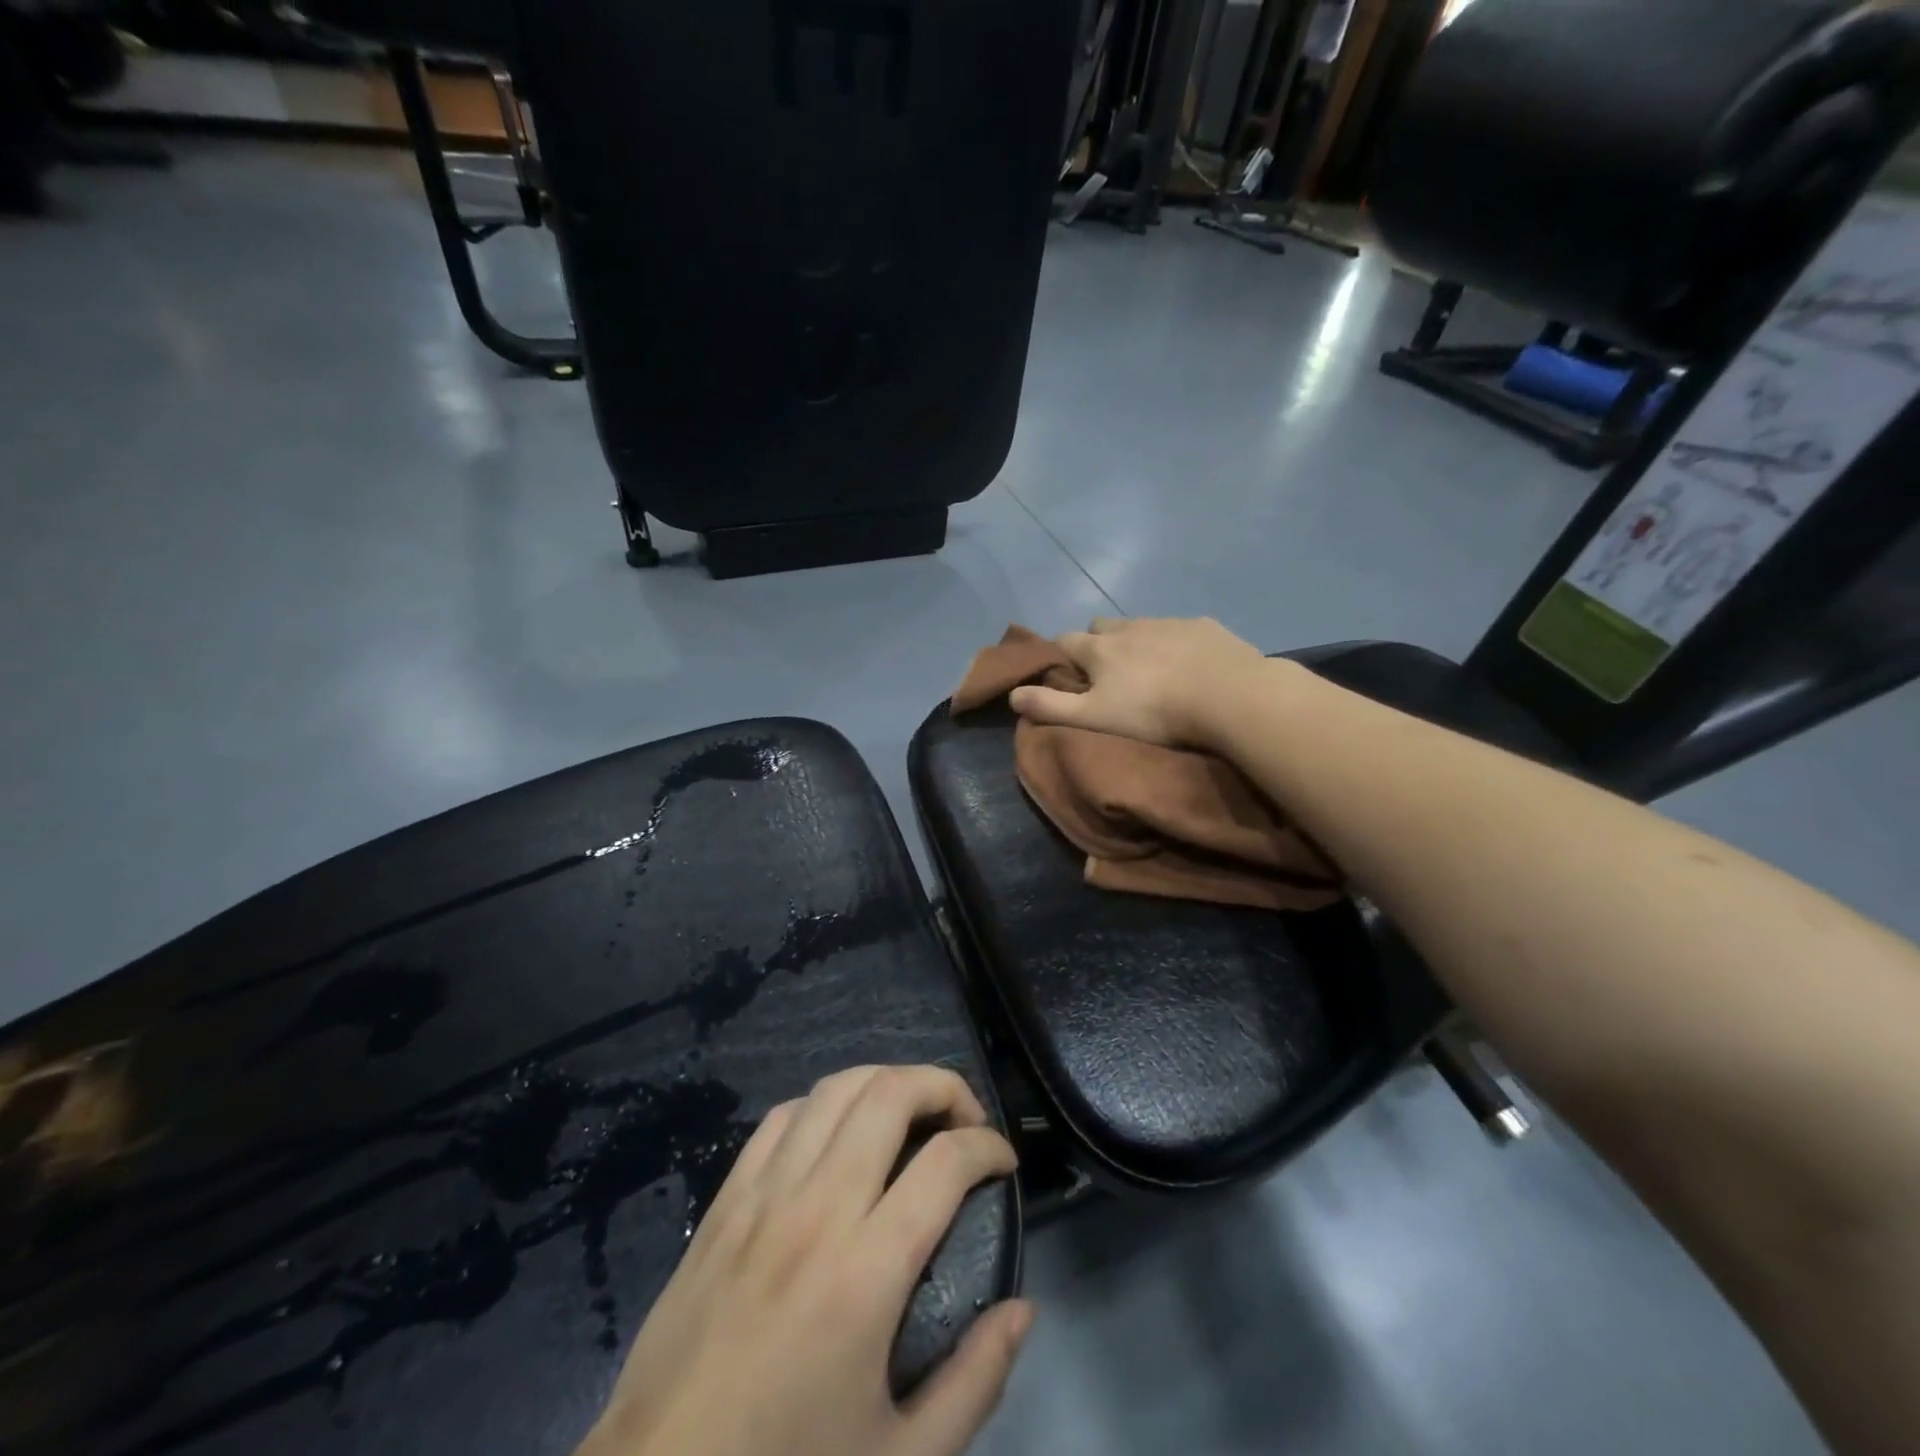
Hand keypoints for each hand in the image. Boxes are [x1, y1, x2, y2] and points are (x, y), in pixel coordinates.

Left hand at [578, 1065, 1030, 1455]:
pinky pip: (782, 1116)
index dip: (990, 1147)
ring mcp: (765, 1194)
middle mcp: (818, 1208)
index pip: (946, 1161)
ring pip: (835, 1089)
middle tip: (966, 1121)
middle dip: (943, 1087)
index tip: (1005, 1163)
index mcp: (866, 1270)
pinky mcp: (726, 1199)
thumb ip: (975, 1381)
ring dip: (886, 1082)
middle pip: (890, 1094)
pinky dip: (824, 1105)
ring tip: (911, 1113)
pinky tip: (838, 1134)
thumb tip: (1023, 1309)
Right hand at [1008, 616, 1272, 748]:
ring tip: (1150, 671)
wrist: (1229, 696)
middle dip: (1097, 643)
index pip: (1065, 641)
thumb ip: (1050, 706)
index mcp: (1100, 649)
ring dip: (1135, 642)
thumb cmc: (1154, 712)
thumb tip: (1012, 694)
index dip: (1059, 655)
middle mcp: (1129, 627)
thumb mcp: (1094, 717)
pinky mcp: (1204, 626)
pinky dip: (1174, 642)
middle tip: (1107, 674)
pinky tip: (1188, 664)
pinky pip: (1179, 628)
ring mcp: (1169, 622)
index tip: (1063, 674)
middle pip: (1101, 626)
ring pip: (1140, 626)